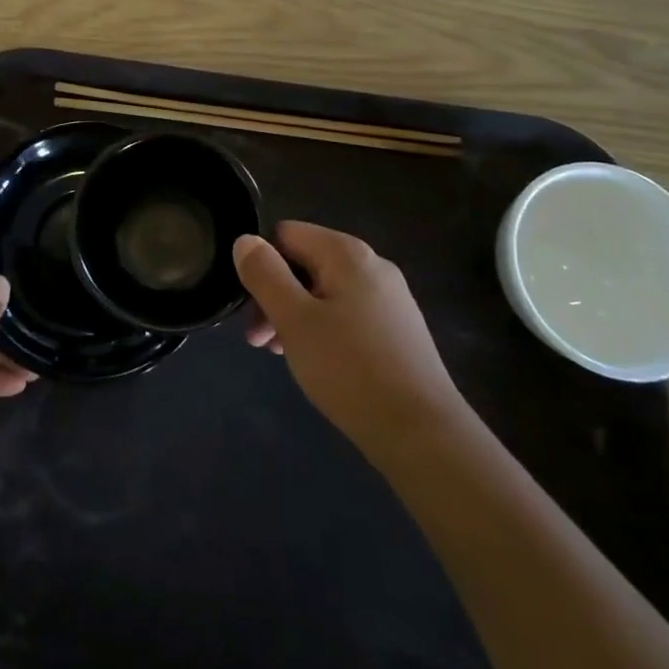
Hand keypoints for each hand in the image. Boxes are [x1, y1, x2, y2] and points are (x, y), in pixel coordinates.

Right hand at [234, 221, 463, 450]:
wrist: (423, 434)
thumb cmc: (350, 369)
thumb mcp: (293, 319)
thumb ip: (264, 274)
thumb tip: (245, 240)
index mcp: (347, 252)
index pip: (285, 234)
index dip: (260, 265)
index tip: (250, 308)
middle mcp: (372, 265)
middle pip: (305, 263)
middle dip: (275, 296)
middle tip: (258, 340)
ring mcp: (390, 298)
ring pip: (324, 292)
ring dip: (295, 316)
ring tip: (282, 355)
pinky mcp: (399, 330)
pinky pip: (347, 314)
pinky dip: (323, 330)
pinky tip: (318, 363)